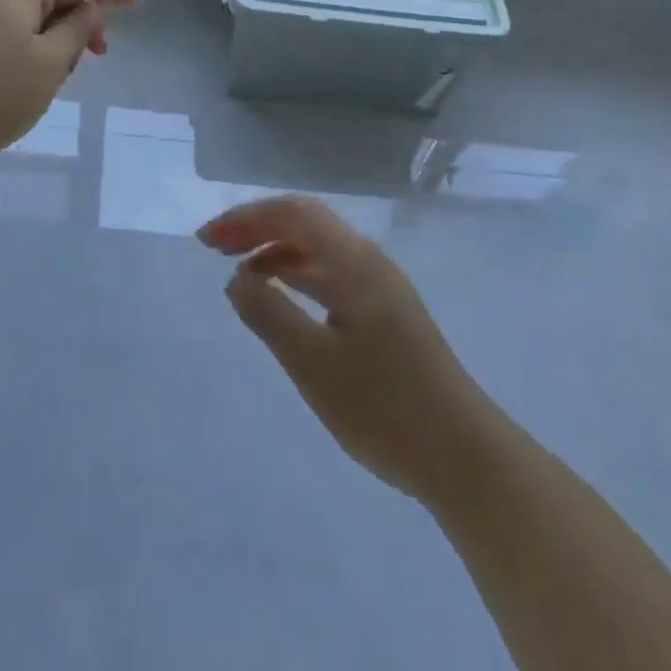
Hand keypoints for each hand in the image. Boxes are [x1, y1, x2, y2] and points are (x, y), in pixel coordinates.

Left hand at [0, 0, 142, 175]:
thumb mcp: (52, 60)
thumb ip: (78, 29)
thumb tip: (92, 9)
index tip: (138, 0)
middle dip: (85, 18)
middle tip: (102, 52)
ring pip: (36, 23)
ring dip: (62, 41)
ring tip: (66, 76)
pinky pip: (17, 42)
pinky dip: (40, 54)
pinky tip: (40, 83)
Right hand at [199, 195, 494, 503]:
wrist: (463, 457)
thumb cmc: (384, 407)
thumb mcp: (313, 363)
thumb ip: (269, 314)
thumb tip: (237, 278)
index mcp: (355, 262)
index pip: (294, 213)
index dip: (246, 218)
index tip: (206, 240)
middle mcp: (369, 262)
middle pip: (306, 224)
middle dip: (257, 227)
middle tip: (213, 247)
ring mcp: (381, 287)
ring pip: (319, 249)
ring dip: (276, 249)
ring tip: (237, 269)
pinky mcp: (385, 313)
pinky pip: (331, 274)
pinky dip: (297, 274)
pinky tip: (280, 295)